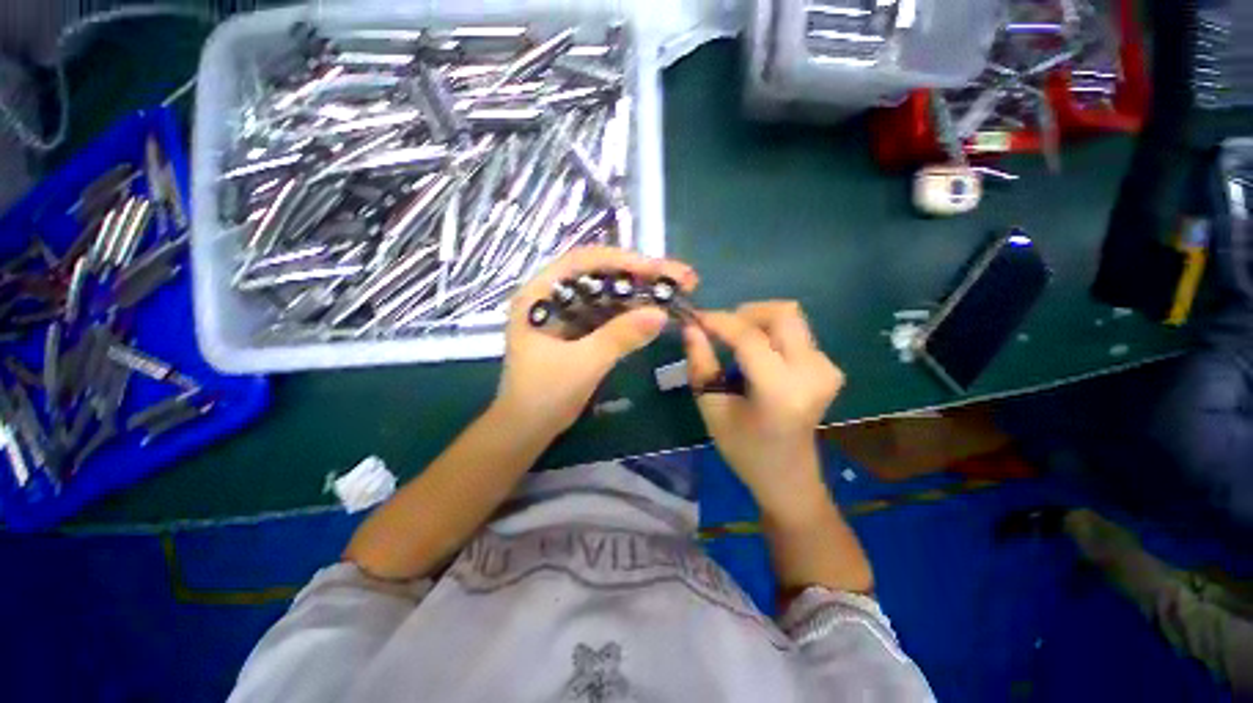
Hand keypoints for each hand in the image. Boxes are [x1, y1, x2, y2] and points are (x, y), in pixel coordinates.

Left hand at [494, 246, 697, 436]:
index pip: (584, 261)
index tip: (659, 270)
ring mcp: (564, 312)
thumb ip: (620, 336)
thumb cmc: (543, 396)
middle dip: (639, 274)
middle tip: (679, 277)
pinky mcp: (575, 329)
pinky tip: (652, 310)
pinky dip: (630, 310)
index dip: (623, 261)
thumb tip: (661, 313)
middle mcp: (551, 295)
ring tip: (673, 290)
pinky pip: (606, 311)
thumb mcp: (583, 364)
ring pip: (606, 291)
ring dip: (638, 290)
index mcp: (539, 293)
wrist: (525, 431)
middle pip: (599, 273)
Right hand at [683, 301, 844, 515]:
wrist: (788, 475)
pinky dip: (770, 333)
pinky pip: (797, 332)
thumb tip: (691, 327)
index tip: (695, 318)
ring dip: (757, 322)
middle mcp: (812, 373)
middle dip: (746, 313)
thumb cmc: (744, 448)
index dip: (719, 321)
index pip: (749, 337)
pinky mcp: (830, 368)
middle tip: (720, 330)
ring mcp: (826, 369)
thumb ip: (700, 364)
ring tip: (734, 343)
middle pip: (783, 313)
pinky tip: (756, 354)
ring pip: (790, 318)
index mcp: (780, 391)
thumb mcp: (712, 408)